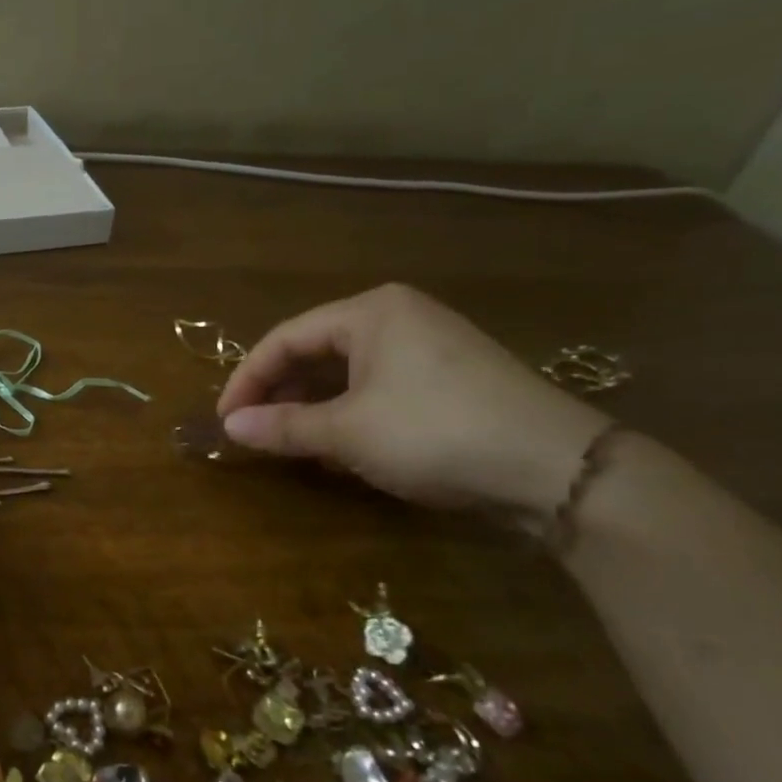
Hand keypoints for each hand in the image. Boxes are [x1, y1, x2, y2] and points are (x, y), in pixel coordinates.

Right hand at [216, 284, 608, 511]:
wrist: (557, 469)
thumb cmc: (434, 432)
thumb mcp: (347, 432)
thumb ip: (283, 427)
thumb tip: (229, 427)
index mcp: (370, 312)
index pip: (285, 338)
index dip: (247, 378)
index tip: (225, 418)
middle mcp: (398, 317)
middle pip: (315, 351)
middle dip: (279, 393)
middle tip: (253, 431)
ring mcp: (429, 347)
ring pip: (347, 373)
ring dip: (312, 407)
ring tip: (289, 442)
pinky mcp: (451, 379)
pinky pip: (379, 388)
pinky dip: (349, 414)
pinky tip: (339, 447)